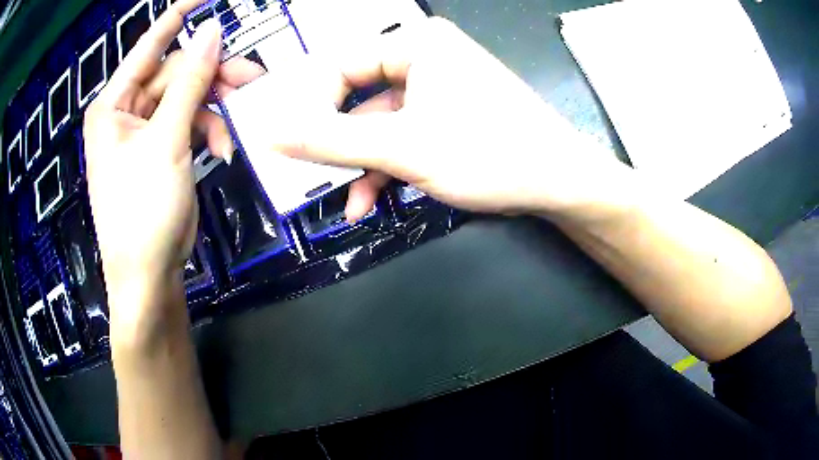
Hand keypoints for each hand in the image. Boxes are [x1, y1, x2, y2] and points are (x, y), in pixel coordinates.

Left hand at [83, 0, 262, 331]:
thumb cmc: (143, 212)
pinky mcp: (159, 151)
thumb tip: (212, 32)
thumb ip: (189, 82)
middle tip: (251, 81)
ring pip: (186, 99)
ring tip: (236, 129)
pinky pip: (188, 124)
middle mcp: (126, 112)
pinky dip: (208, 132)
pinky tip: (222, 150)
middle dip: (212, 77)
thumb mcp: (167, 141)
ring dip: (214, 110)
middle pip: (175, 74)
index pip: (149, 46)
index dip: (178, 16)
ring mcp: (143, 132)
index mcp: (113, 104)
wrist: (147, 277)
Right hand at [273, 17, 627, 220]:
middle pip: (358, 96)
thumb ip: (329, 140)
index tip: (294, 145)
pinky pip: (404, 133)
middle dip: (339, 143)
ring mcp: (439, 86)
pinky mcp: (450, 113)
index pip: (339, 66)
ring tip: (351, 202)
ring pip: (380, 122)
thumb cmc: (489, 152)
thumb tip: (269, 134)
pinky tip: (374, 197)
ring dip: (363, 164)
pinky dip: (388, 165)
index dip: (311, 107)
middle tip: (316, 175)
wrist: (560, 181)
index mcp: (414, 43)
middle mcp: (425, 56)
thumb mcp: (401, 147)